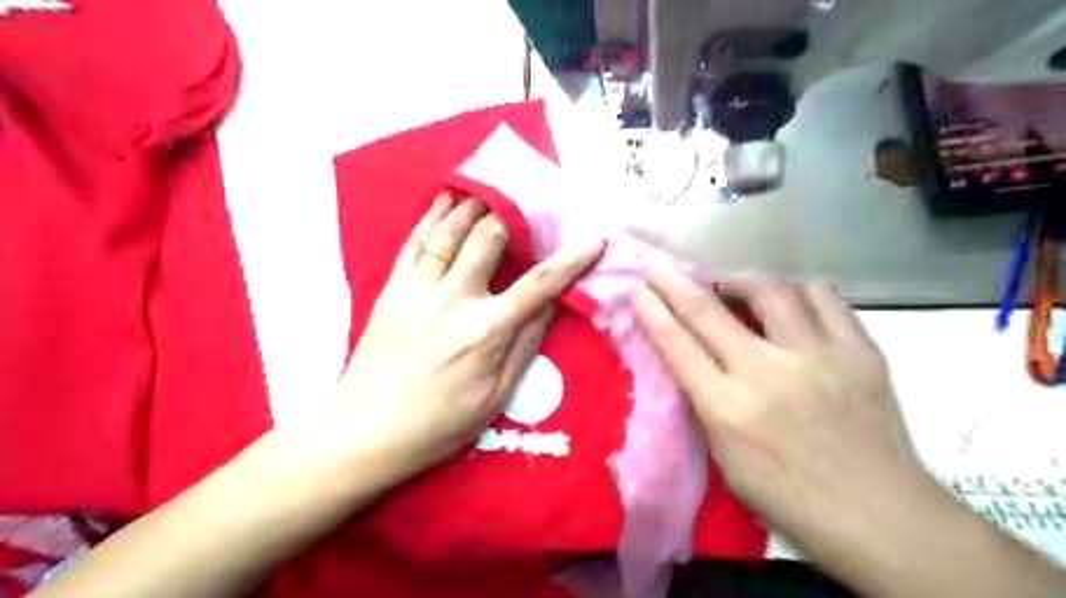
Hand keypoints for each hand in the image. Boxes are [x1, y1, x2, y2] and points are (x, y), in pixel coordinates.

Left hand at [325, 197, 602, 485]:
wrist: (367, 430)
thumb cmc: (440, 423)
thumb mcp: (496, 395)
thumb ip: (526, 344)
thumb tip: (552, 304)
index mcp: (486, 331)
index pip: (540, 284)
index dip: (572, 259)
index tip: (594, 239)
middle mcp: (453, 300)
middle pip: (489, 238)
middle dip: (513, 217)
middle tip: (528, 209)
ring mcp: (418, 289)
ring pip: (450, 231)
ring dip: (474, 206)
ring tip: (491, 194)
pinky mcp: (391, 289)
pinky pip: (415, 242)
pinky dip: (432, 216)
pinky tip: (444, 200)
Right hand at [632, 270, 924, 540]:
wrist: (879, 514)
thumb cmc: (789, 496)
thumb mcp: (725, 459)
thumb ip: (706, 405)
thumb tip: (693, 361)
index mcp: (728, 407)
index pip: (678, 345)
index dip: (653, 313)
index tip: (640, 291)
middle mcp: (767, 372)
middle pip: (708, 311)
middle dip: (675, 285)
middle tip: (661, 272)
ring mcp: (817, 356)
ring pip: (770, 292)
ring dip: (741, 284)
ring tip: (733, 288)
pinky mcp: (859, 351)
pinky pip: (823, 299)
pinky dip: (799, 294)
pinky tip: (791, 303)